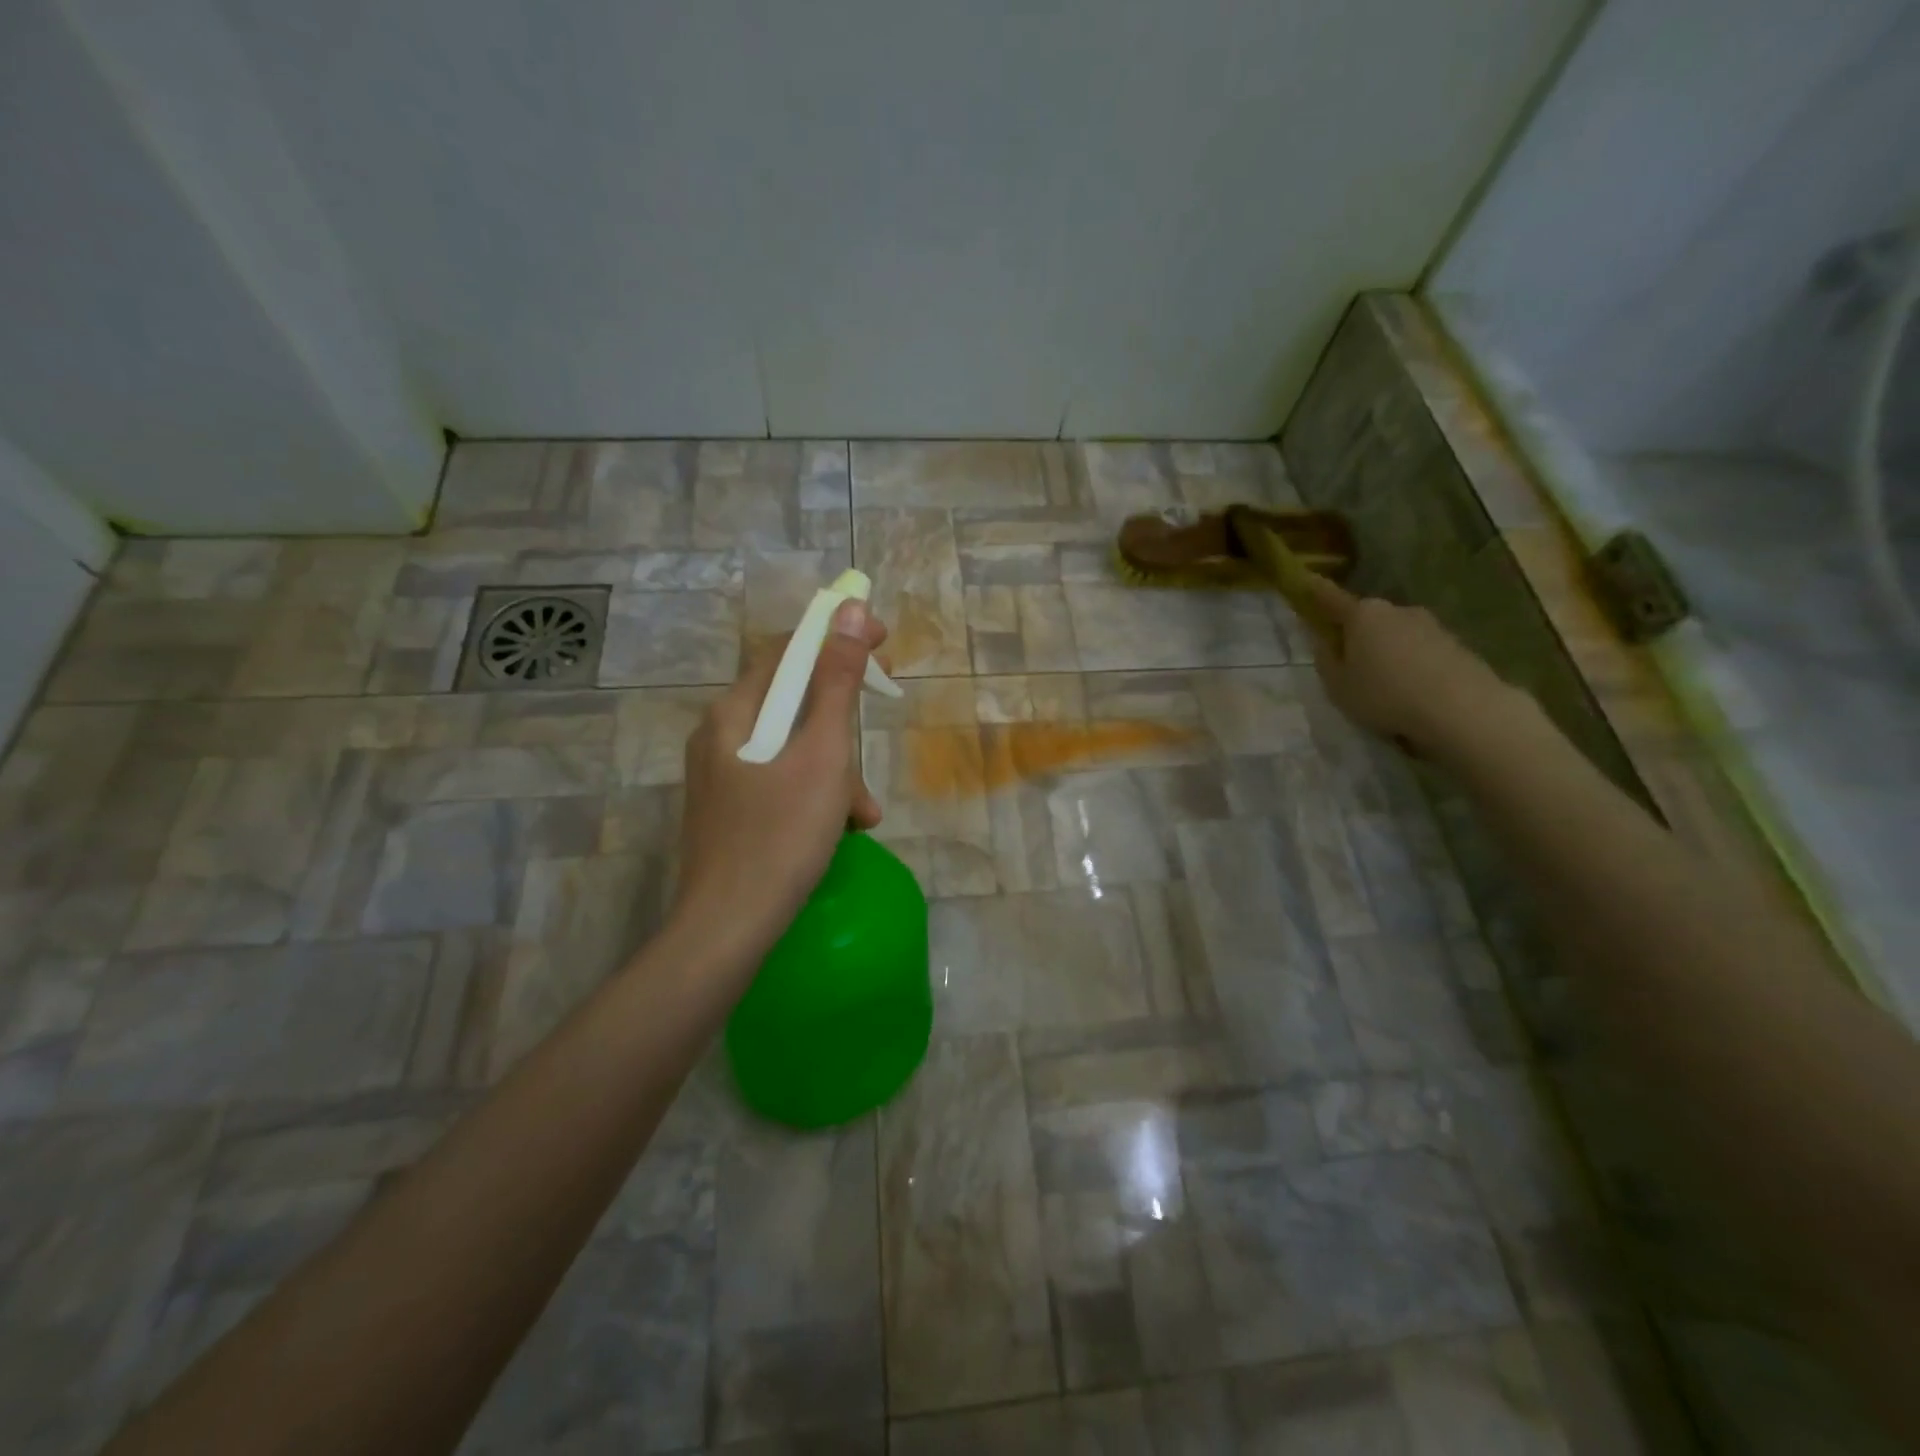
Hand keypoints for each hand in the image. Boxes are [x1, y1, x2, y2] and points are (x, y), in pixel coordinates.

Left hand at [673, 599, 887, 959]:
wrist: (728, 929)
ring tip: (862, 812)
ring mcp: (722, 776)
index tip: (882, 641)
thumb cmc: (781, 836)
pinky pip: (781, 782)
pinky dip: (816, 795)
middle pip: (793, 703)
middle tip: (876, 734)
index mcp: (734, 714)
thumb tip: (846, 613)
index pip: (787, 651)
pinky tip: (841, 830)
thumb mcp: (822, 756)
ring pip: (792, 749)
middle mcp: (720, 736)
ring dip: (836, 770)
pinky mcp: (730, 810)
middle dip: (842, 724)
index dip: (835, 638)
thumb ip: (836, 683)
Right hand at [1300, 572, 1520, 757]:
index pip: (1331, 598)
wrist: (1461, 708)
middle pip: (1367, 618)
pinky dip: (1410, 664)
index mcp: (1362, 615)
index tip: (1305, 581)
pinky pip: (1419, 650)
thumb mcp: (1338, 685)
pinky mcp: (1454, 643)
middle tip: (1347, 664)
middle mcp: (1396, 610)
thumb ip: (1326, 660)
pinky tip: (1411, 690)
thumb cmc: (1385, 695)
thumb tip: (1324, 640)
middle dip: (1355, 634)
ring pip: (1395, 634)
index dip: (1315, 591)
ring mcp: (1430, 624)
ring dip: (1385, 651)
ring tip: (1383, 686)